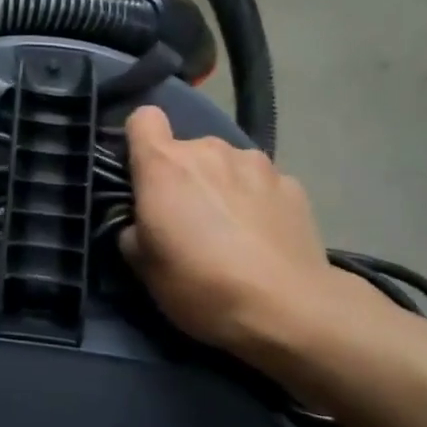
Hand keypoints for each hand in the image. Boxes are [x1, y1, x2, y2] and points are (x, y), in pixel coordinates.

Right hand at [117, 105, 353, 362]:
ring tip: (231, 229)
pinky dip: (257, 200)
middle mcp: (209, 150)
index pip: (143, 118)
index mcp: (164, 164)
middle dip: (183, 175)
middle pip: (186, 148)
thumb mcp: (142, 266)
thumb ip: (133, 227)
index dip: (139, 140)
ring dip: (222, 184)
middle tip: (188, 220)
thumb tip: (142, 220)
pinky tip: (263, 237)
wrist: (287, 308)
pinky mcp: (293, 184)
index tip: (142, 172)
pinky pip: (261, 183)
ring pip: (226, 164)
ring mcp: (256, 163)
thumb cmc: (199, 283)